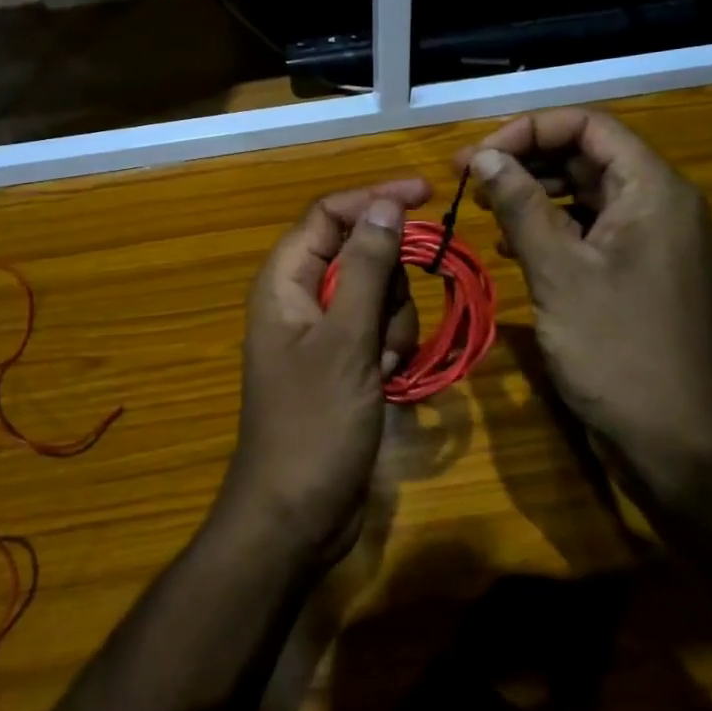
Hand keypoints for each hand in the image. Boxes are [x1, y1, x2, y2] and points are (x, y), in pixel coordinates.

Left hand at [223, 180, 428, 566]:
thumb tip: (385, 204)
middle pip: (359, 253)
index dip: (374, 198)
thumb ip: (367, 268)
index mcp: (285, 281)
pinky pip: (377, 331)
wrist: (297, 515)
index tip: (426, 196)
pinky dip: (390, 348)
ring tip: (383, 366)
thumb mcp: (347, 341)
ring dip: (393, 323)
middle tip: (387, 326)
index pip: (328, 214)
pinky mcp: (341, 362)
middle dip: (389, 282)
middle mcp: (300, 297)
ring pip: (376, 294)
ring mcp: (321, 332)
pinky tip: (386, 382)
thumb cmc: (315, 424)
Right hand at [453, 109, 711, 488]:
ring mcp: (650, 240)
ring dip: (533, 193)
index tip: (477, 159)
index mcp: (653, 190)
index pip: (589, 125)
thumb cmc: (617, 350)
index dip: (528, 130)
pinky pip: (590, 229)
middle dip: (526, 160)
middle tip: (469, 180)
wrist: (674, 440)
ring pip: (585, 192)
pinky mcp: (637, 271)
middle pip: (587, 154)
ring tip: (483, 209)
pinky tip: (511, 247)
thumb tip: (485, 156)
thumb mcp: (559, 271)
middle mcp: (658, 204)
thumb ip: (521, 206)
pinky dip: (549, 227)